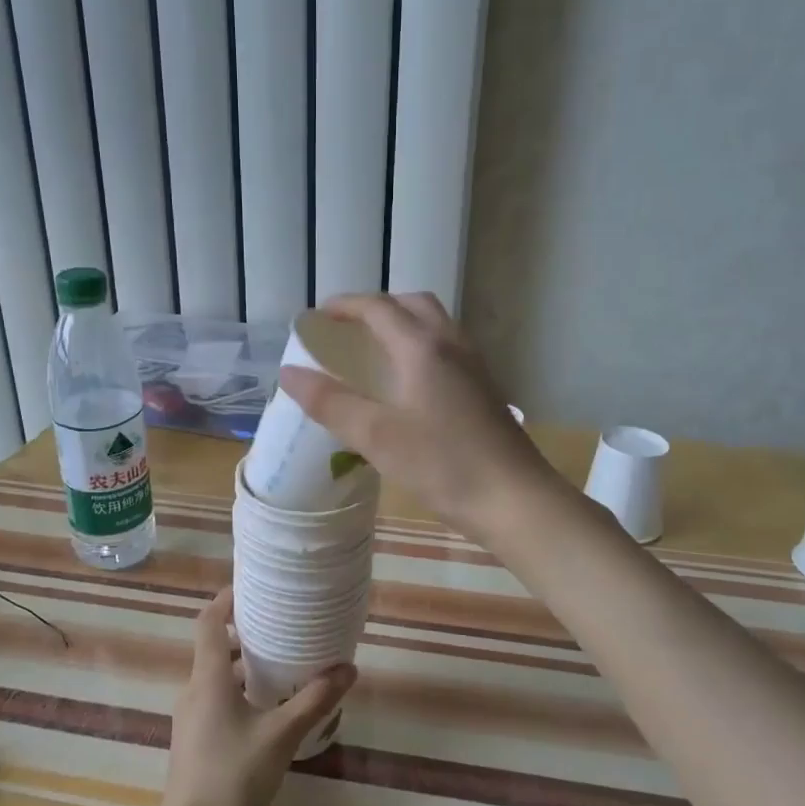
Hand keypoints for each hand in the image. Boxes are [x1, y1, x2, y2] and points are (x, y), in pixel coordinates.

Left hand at [156, 589, 355, 805]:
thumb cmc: (233, 778)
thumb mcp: (281, 736)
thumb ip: (315, 700)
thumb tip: (348, 668)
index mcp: (208, 679)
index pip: (209, 622)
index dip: (226, 599)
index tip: (253, 586)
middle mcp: (193, 691)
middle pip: (214, 646)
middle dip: (244, 631)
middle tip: (281, 623)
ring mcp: (190, 718)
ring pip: (216, 675)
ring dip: (243, 664)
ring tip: (281, 662)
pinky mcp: (194, 741)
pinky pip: (216, 699)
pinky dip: (239, 690)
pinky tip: (268, 707)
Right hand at [279, 292, 560, 539]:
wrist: (516, 500)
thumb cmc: (444, 466)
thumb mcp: (377, 437)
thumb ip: (331, 403)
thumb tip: (288, 373)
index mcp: (422, 348)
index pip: (378, 308)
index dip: (345, 306)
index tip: (318, 316)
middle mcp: (451, 345)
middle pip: (413, 305)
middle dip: (377, 308)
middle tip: (348, 329)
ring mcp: (474, 366)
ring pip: (435, 325)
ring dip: (403, 324)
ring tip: (375, 351)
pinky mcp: (485, 389)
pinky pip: (447, 349)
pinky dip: (421, 346)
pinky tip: (410, 383)